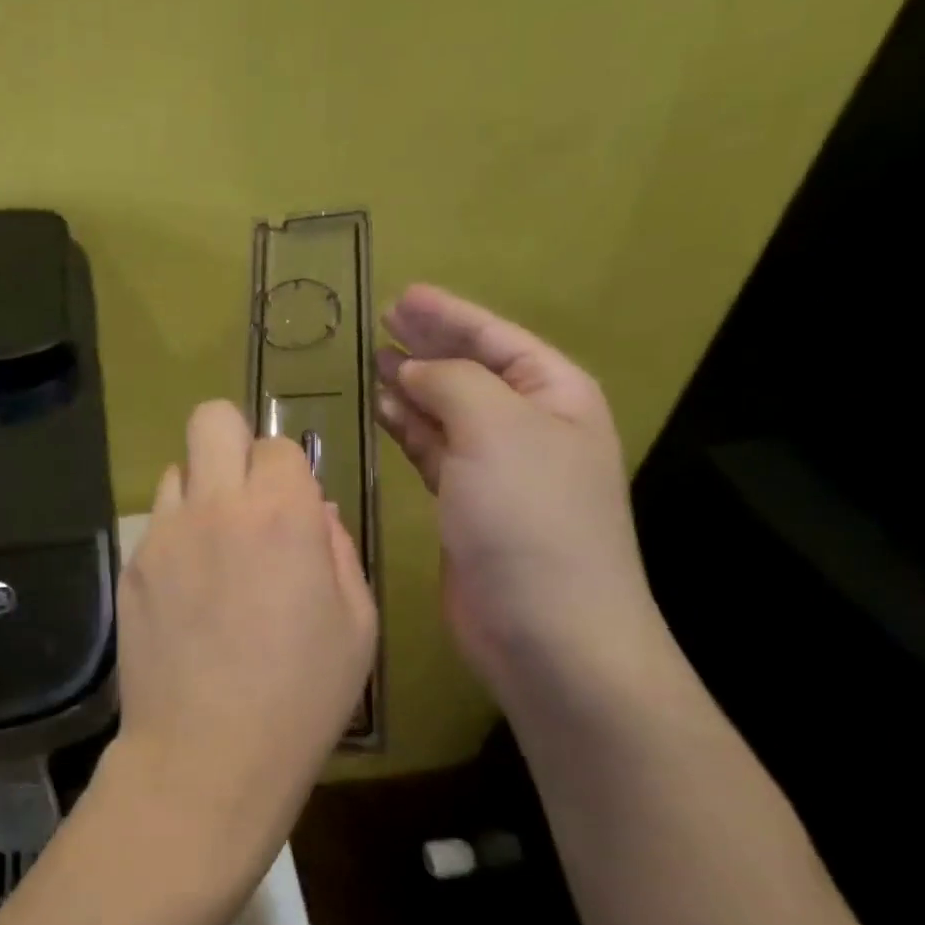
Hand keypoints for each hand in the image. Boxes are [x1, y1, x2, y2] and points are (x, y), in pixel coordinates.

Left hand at [96, 401, 377, 913]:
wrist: (206, 754)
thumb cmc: (300, 698)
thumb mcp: (356, 626)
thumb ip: (338, 551)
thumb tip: (314, 513)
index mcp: (282, 516)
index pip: (278, 445)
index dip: (289, 471)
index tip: (292, 507)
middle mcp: (216, 507)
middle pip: (211, 419)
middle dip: (233, 440)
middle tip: (247, 493)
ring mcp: (164, 533)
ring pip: (176, 470)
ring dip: (201, 491)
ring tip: (215, 549)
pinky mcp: (132, 564)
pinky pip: (156, 522)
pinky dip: (176, 535)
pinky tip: (187, 590)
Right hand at [373, 285, 666, 707]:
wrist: (546, 629)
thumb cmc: (530, 517)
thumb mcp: (496, 428)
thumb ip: (450, 383)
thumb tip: (410, 370)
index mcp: (554, 395)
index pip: (496, 338)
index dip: (449, 314)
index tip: (402, 295)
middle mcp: (529, 426)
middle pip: (470, 370)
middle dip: (427, 345)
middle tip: (379, 323)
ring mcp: (497, 468)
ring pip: (446, 411)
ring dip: (411, 387)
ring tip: (370, 364)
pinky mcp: (466, 505)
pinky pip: (432, 450)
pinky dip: (407, 429)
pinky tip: (381, 413)